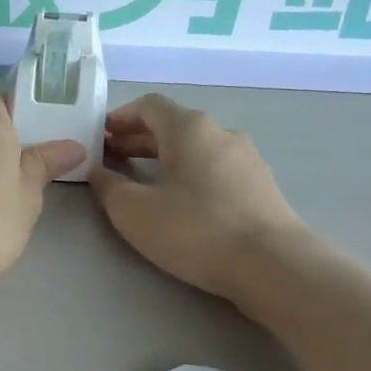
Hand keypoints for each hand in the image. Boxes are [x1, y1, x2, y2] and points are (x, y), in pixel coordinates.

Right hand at [89, 94, 310, 301]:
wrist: (273, 264)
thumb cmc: (196, 229)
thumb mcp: (134, 211)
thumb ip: (109, 187)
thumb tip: (97, 171)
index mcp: (189, 128)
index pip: (149, 106)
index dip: (120, 117)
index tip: (100, 136)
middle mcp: (221, 133)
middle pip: (173, 126)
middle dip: (139, 139)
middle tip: (112, 159)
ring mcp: (247, 159)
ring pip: (196, 148)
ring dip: (165, 158)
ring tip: (144, 181)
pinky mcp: (261, 186)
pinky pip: (216, 168)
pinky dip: (190, 174)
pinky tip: (182, 202)